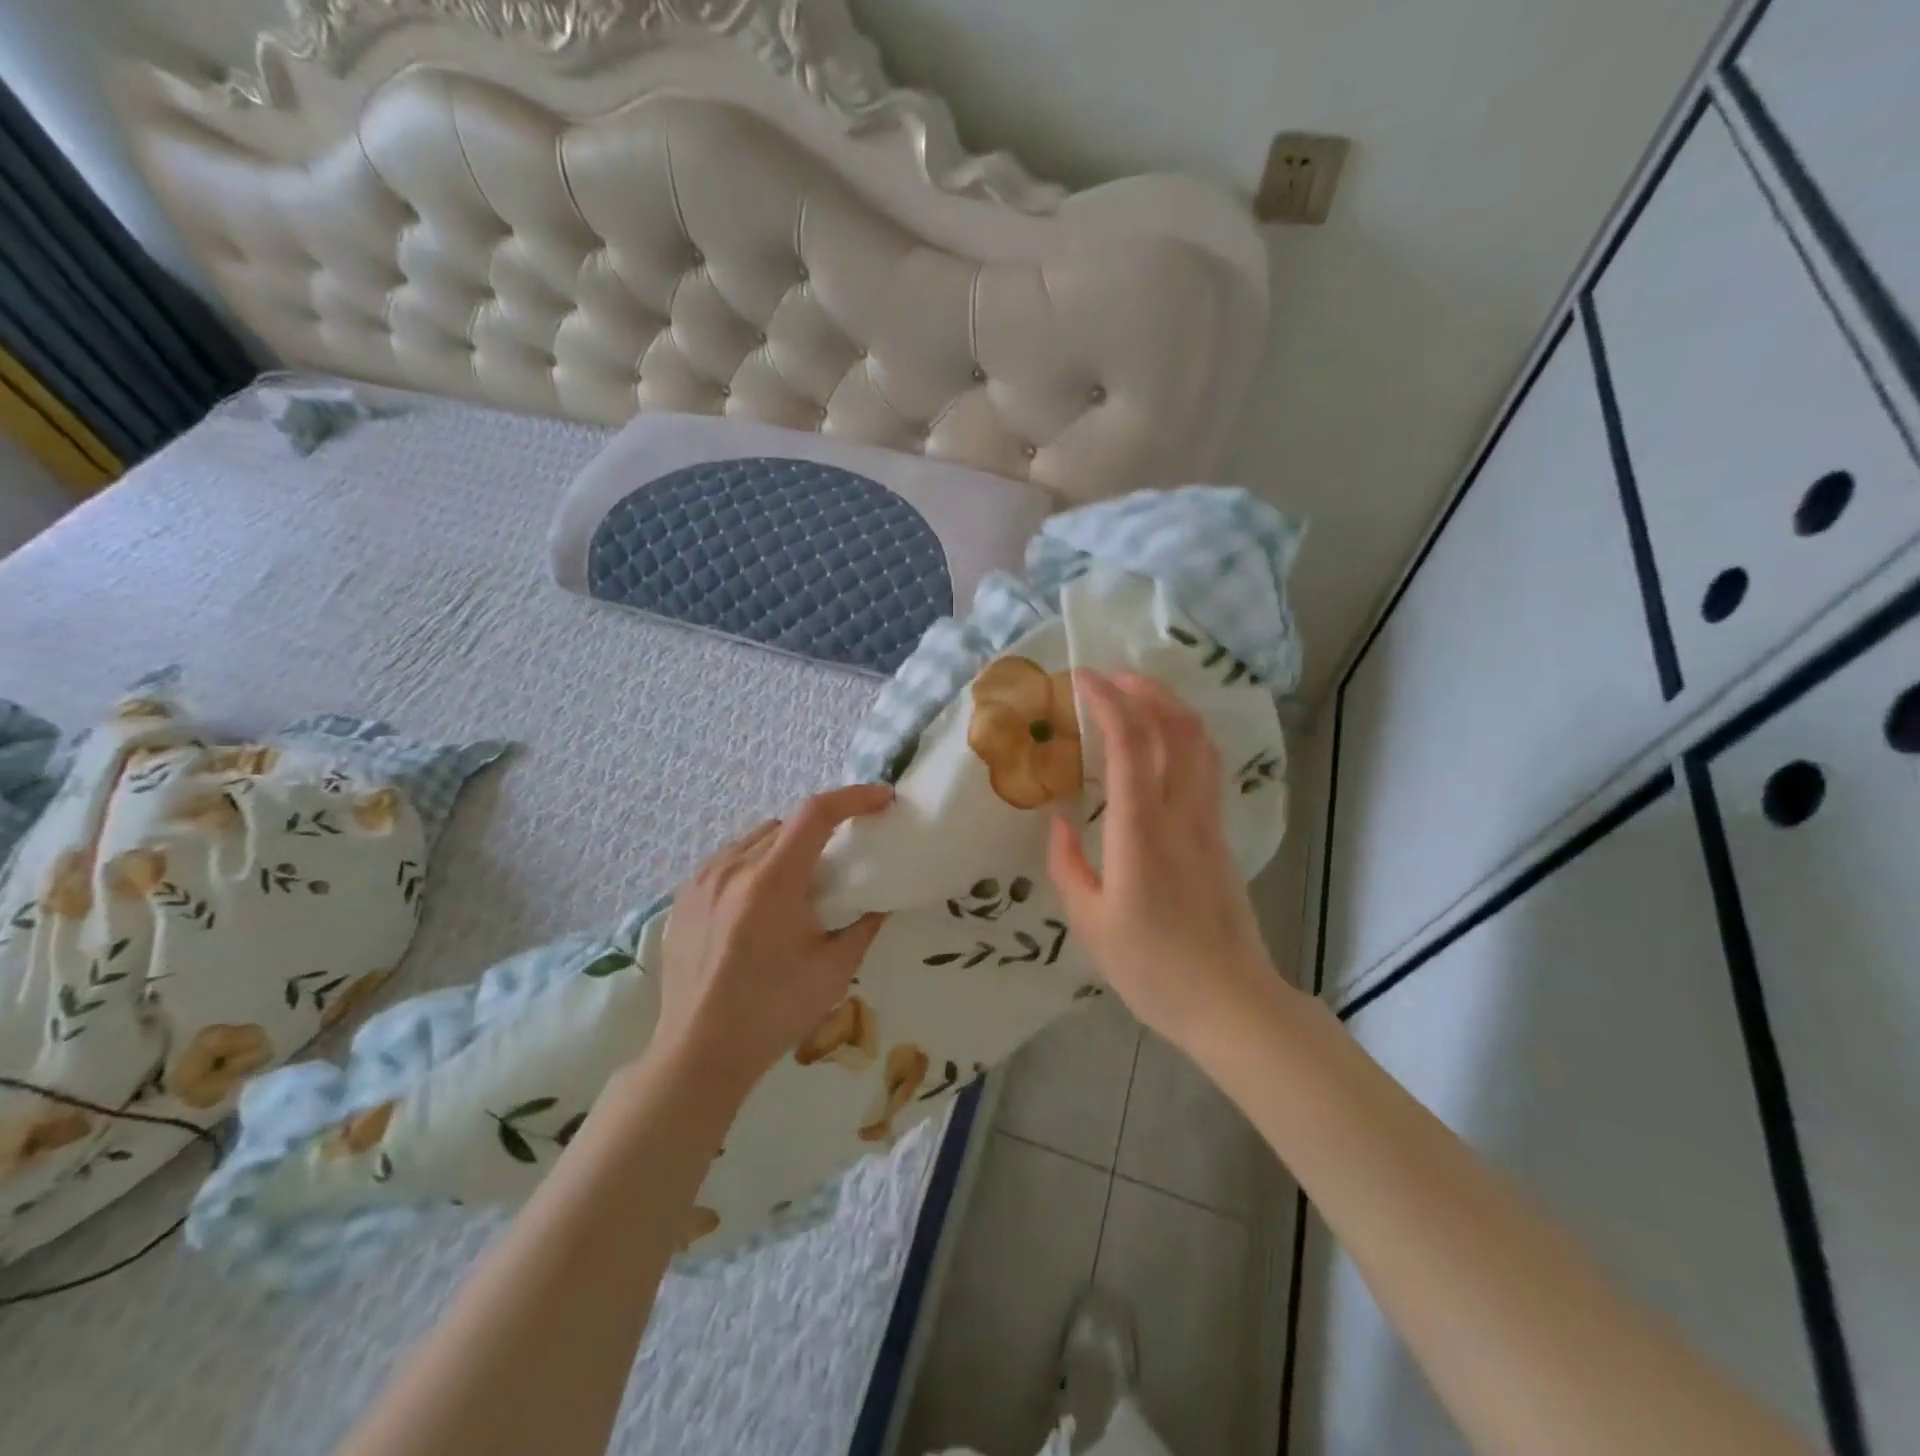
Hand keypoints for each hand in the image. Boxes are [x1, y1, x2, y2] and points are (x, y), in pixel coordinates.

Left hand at [653, 784, 891, 1099]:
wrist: (699, 1052)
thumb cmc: (773, 1012)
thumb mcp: (834, 970)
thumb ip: (864, 925)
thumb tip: (879, 900)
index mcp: (772, 881)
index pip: (816, 813)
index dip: (854, 797)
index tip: (882, 799)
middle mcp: (732, 868)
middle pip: (786, 824)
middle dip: (821, 829)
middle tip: (841, 858)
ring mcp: (701, 880)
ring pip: (754, 838)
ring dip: (785, 846)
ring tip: (798, 882)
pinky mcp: (683, 897)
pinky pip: (728, 859)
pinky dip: (754, 864)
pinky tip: (760, 901)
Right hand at [1048, 671, 1276, 1050]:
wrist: (1231, 1002)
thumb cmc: (1152, 969)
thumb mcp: (1090, 923)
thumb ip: (1067, 866)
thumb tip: (1057, 823)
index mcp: (1141, 832)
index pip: (1131, 744)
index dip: (1106, 701)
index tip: (1080, 679)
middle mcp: (1181, 814)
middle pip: (1177, 728)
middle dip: (1144, 690)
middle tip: (1109, 677)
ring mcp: (1208, 823)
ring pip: (1200, 744)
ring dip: (1170, 708)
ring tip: (1136, 698)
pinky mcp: (1221, 836)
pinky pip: (1205, 768)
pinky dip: (1183, 738)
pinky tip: (1162, 744)